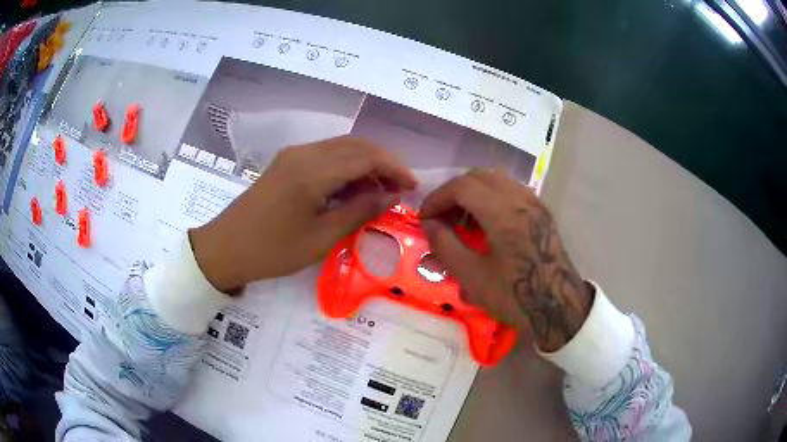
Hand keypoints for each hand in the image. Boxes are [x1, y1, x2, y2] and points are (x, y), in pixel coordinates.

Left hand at [190, 137, 416, 292]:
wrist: (226, 248)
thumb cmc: (272, 250)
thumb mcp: (321, 238)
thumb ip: (359, 212)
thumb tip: (391, 197)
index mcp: (313, 171)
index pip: (366, 157)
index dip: (394, 169)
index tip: (413, 187)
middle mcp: (304, 153)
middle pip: (356, 145)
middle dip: (383, 163)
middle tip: (400, 188)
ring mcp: (293, 155)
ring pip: (341, 148)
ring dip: (365, 164)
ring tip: (380, 193)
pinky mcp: (286, 163)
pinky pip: (325, 156)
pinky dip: (345, 168)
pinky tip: (352, 189)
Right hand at [419, 169, 591, 351]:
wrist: (558, 307)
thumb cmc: (515, 296)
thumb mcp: (472, 276)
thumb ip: (445, 245)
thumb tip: (429, 224)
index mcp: (503, 212)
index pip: (462, 187)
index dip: (437, 198)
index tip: (424, 218)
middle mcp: (520, 198)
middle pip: (478, 176)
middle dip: (453, 192)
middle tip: (441, 217)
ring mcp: (534, 203)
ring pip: (496, 180)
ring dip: (473, 193)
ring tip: (462, 221)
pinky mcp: (542, 212)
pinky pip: (511, 190)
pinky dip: (491, 197)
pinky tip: (486, 224)